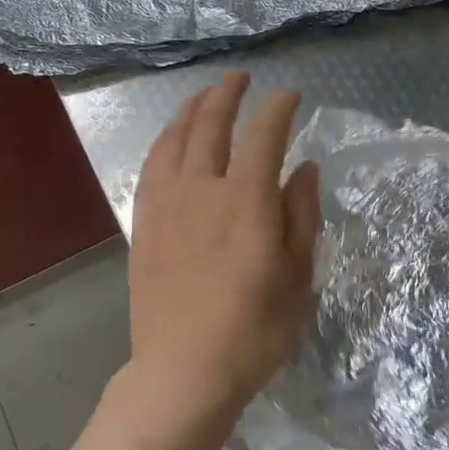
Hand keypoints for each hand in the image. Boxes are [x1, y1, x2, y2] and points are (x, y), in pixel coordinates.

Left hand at [122, 73, 320, 432]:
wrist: (183, 371)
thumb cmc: (254, 330)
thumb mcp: (298, 277)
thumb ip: (302, 215)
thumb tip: (304, 168)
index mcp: (247, 200)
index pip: (263, 135)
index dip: (278, 109)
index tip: (290, 96)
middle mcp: (202, 189)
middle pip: (211, 125)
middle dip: (227, 94)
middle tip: (240, 78)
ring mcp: (166, 204)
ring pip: (174, 139)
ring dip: (191, 110)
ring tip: (204, 97)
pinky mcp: (144, 224)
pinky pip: (151, 167)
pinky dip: (164, 142)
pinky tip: (170, 140)